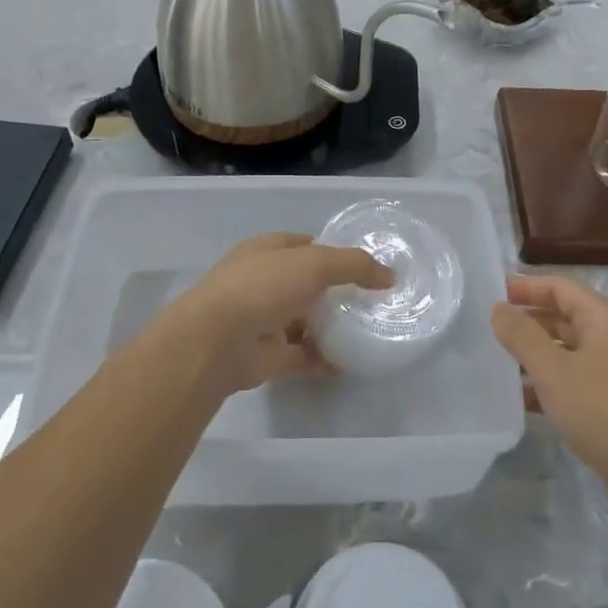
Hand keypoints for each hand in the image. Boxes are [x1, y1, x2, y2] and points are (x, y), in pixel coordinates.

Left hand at [161, 234, 392, 397]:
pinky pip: (303, 354)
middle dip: (335, 291)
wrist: (217, 341)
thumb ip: (354, 265)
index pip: (304, 245)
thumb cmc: (263, 287)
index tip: (364, 265)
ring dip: (330, 326)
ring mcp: (264, 319)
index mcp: (267, 251)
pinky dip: (324, 358)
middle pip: (306, 284)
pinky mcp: (268, 355)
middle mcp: (263, 282)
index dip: (333, 251)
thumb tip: (390, 275)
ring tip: (367, 330)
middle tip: (373, 300)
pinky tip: (349, 362)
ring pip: (305, 320)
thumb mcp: (315, 263)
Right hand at [491, 275, 607, 521]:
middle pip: (562, 318)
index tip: (490, 294)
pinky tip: (518, 400)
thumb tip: (498, 308)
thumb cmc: (606, 413)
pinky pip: (571, 383)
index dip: (525, 286)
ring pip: (564, 353)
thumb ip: (522, 336)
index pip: (560, 287)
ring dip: (532, 355)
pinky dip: (545, 385)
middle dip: (526, 320)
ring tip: (493, 362)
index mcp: (604, 320)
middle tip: (485, 329)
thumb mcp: (555, 371)